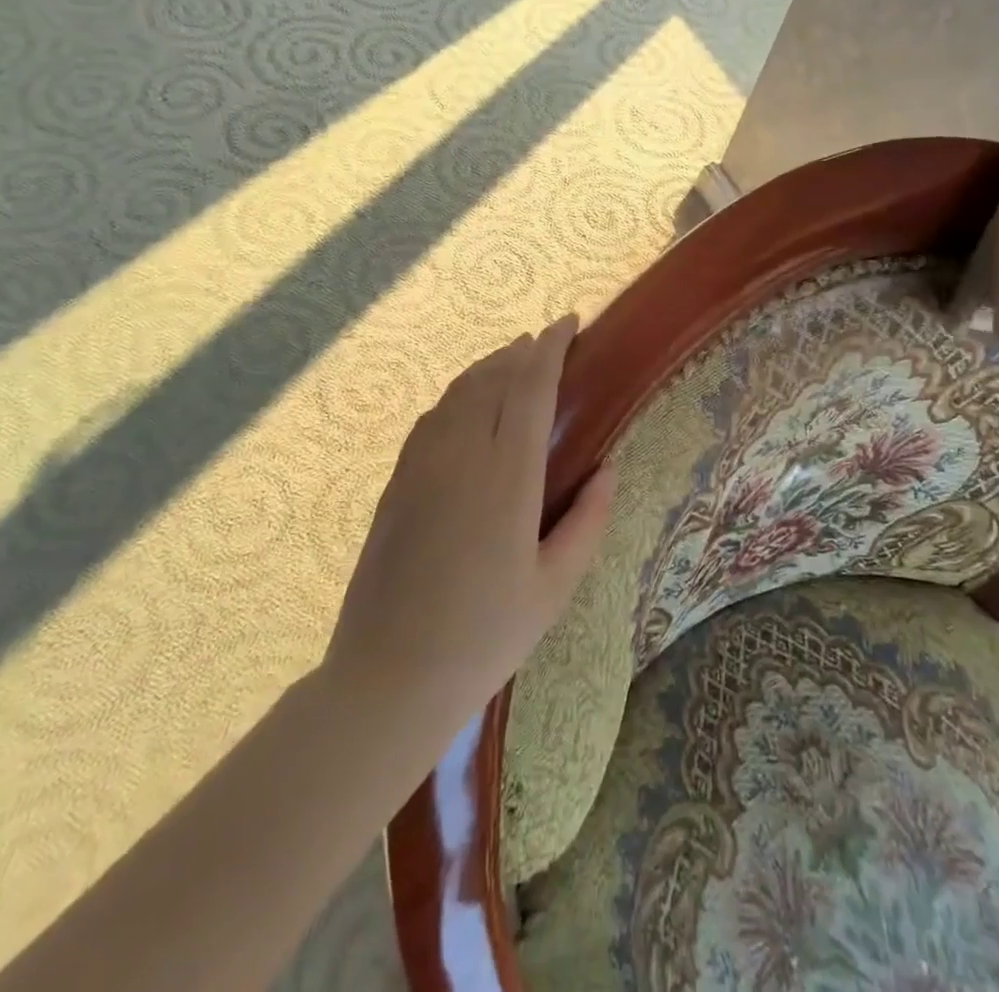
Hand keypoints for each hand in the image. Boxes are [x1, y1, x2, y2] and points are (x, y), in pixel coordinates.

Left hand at [327, 316, 615, 737]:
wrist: (390, 676)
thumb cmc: (486, 636)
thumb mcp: (555, 587)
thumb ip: (589, 520)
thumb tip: (608, 468)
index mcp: (507, 476)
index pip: (529, 387)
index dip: (550, 348)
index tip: (568, 322)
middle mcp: (461, 455)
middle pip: (491, 379)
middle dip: (520, 352)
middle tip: (544, 343)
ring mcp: (421, 466)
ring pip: (457, 393)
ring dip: (487, 368)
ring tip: (510, 363)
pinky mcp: (396, 483)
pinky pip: (431, 419)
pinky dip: (457, 396)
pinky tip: (466, 406)